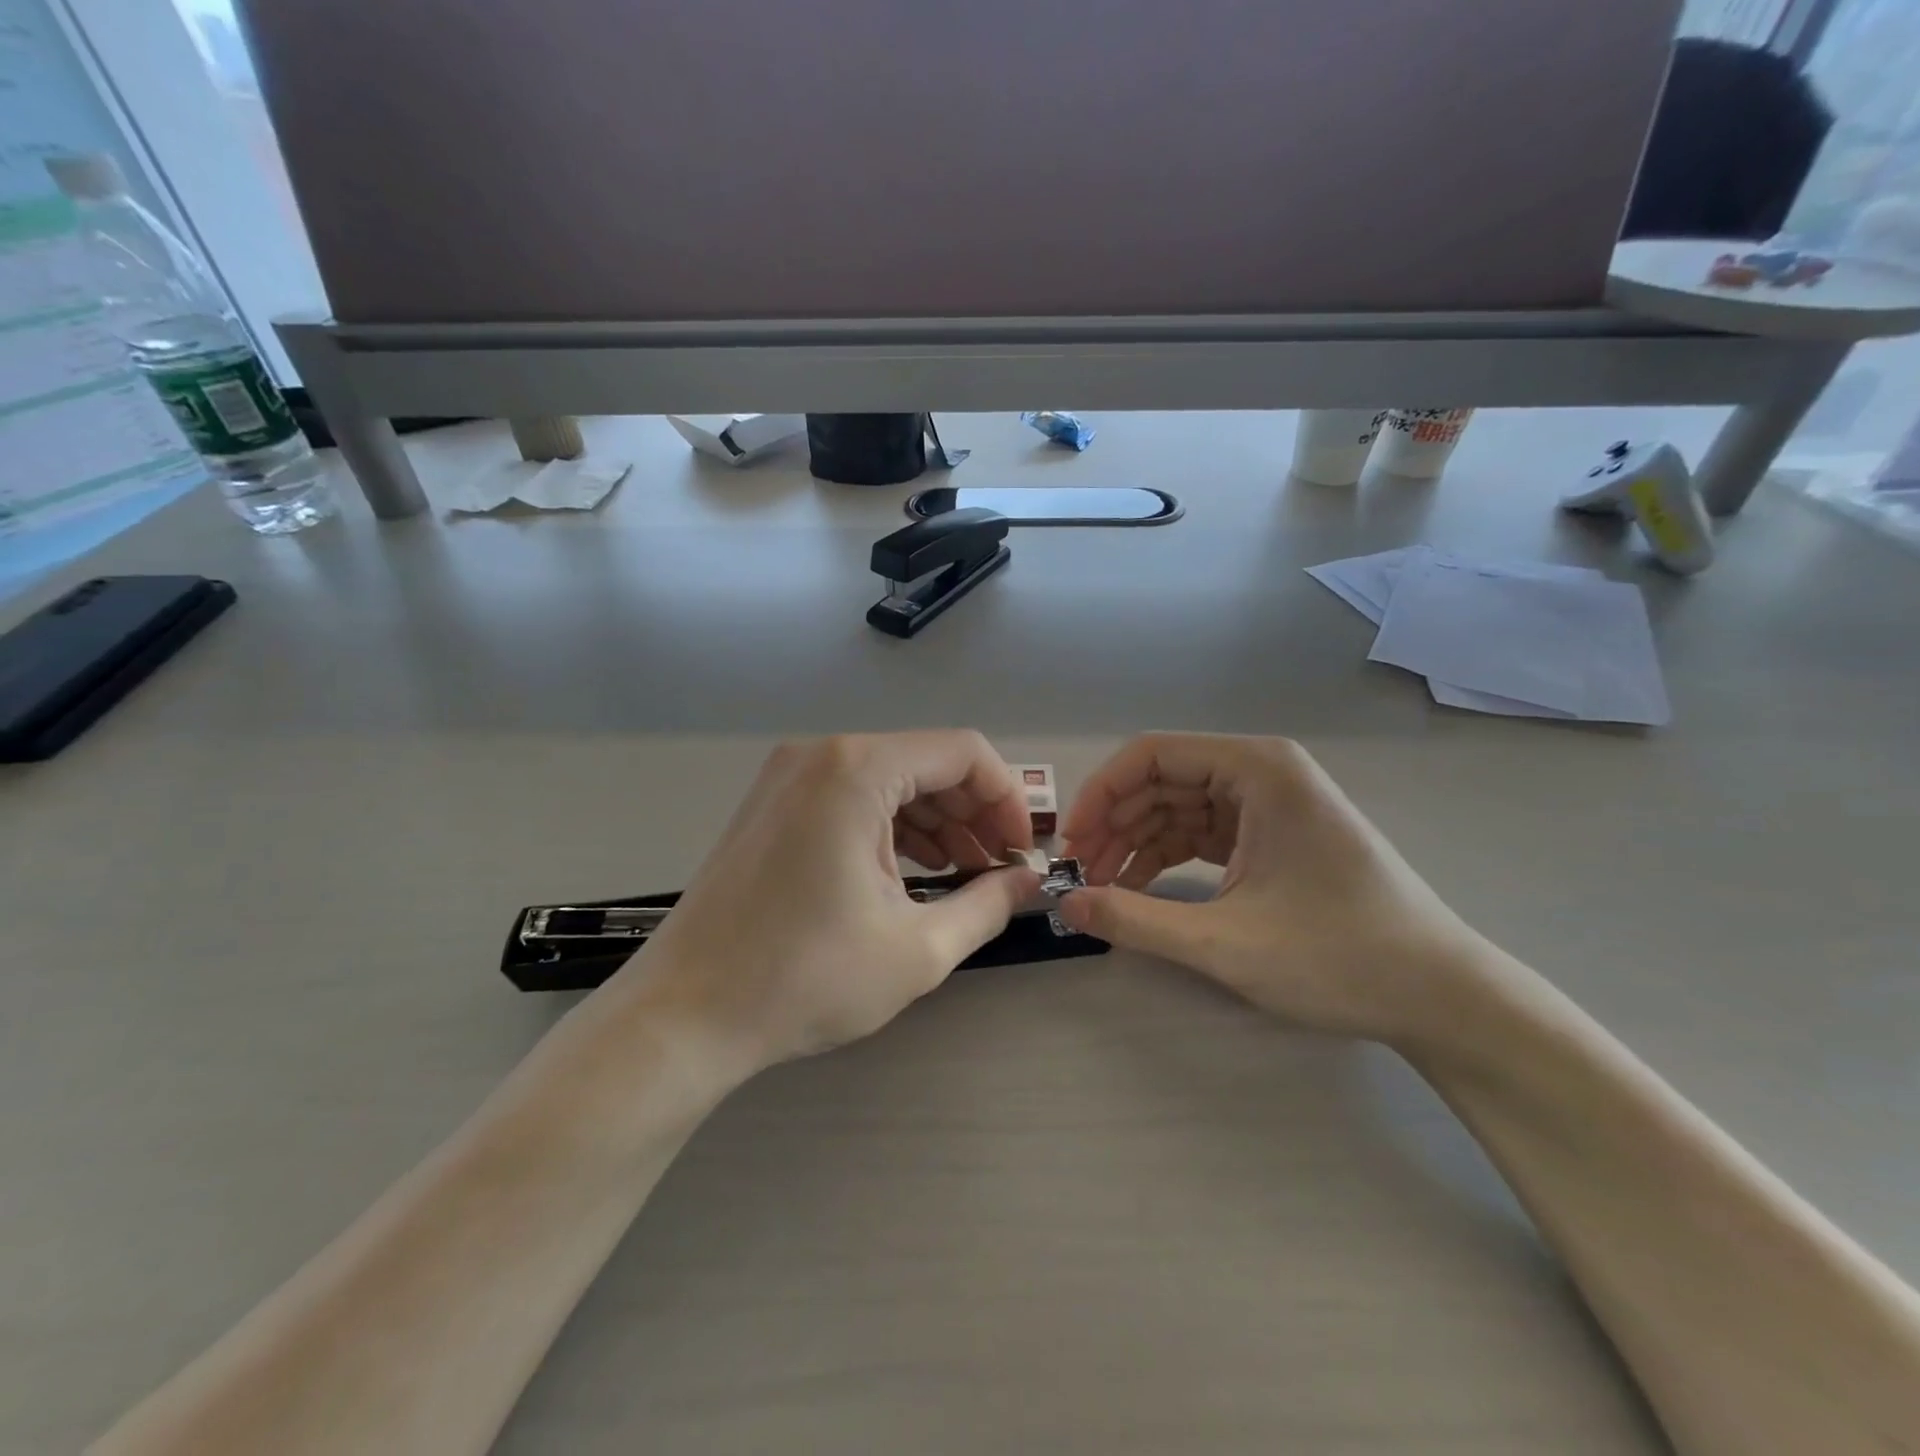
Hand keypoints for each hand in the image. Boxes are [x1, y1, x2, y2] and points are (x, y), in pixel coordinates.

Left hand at [623, 732, 1039, 1070]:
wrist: (684, 1015)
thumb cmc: (805, 979)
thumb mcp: (918, 948)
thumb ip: (988, 904)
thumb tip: (1029, 882)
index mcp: (858, 769)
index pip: (964, 753)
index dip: (1008, 799)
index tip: (1022, 852)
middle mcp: (822, 754)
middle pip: (927, 763)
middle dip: (974, 813)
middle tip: (999, 870)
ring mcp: (789, 776)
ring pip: (890, 781)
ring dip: (937, 822)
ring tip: (965, 875)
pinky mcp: (773, 804)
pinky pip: (852, 798)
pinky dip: (892, 827)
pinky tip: (913, 871)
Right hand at [1055, 734, 1487, 1044]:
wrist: (1440, 996)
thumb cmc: (1339, 956)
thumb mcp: (1225, 942)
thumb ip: (1135, 919)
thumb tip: (1066, 906)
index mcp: (1257, 769)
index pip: (1152, 755)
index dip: (1101, 794)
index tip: (1070, 844)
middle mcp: (1261, 772)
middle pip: (1162, 780)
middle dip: (1113, 824)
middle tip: (1079, 875)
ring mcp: (1269, 804)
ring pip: (1177, 807)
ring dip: (1134, 843)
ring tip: (1101, 888)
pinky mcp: (1272, 836)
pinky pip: (1201, 832)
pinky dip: (1164, 857)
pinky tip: (1138, 889)